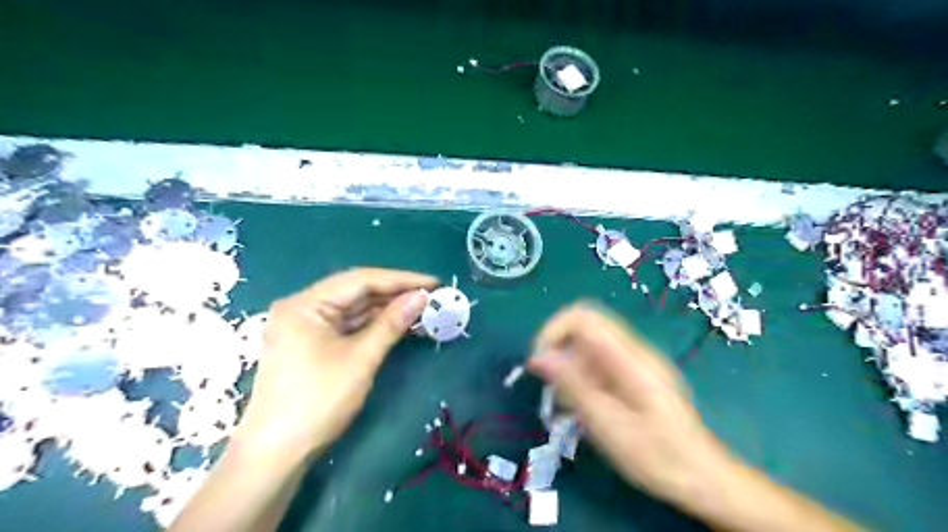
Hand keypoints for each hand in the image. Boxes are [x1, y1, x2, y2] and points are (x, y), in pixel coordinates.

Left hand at [238, 268, 435, 458]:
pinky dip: (373, 325)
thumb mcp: (360, 359)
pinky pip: (347, 326)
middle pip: (356, 292)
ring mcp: (305, 326)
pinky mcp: (311, 344)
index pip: (360, 280)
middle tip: (432, 296)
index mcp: (305, 304)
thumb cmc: (317, 401)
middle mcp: (302, 308)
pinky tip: (399, 324)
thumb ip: (391, 323)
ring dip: (386, 310)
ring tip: (422, 309)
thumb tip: (421, 296)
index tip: (434, 282)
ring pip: (353, 309)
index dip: (401, 279)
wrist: (277, 454)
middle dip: (395, 294)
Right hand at [530, 303, 736, 507]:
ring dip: (569, 369)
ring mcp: (634, 362)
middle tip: (552, 389)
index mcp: (629, 356)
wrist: (702, 477)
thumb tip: (539, 356)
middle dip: (559, 352)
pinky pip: (598, 363)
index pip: (582, 316)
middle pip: (583, 328)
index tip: (538, 363)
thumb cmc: (656, 455)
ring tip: (569, 407)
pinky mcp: (633, 375)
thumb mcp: (607, 423)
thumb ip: (573, 385)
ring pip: (588, 347)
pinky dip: (582, 379)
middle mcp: (632, 350)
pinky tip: (583, 409)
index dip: (553, 331)